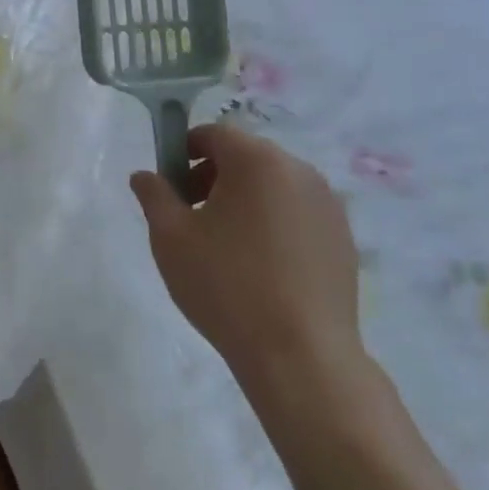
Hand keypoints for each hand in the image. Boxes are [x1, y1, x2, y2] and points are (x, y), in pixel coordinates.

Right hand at [130, 123, 369, 395]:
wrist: (301, 355)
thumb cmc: (226, 285)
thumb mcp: (170, 238)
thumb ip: (154, 195)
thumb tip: (145, 175)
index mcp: (257, 161)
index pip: (214, 134)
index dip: (184, 152)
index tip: (170, 188)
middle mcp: (299, 171)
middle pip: (246, 157)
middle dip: (213, 177)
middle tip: (192, 218)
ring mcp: (328, 205)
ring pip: (273, 186)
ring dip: (245, 200)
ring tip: (226, 246)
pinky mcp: (343, 238)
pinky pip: (297, 214)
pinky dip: (274, 223)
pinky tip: (261, 267)